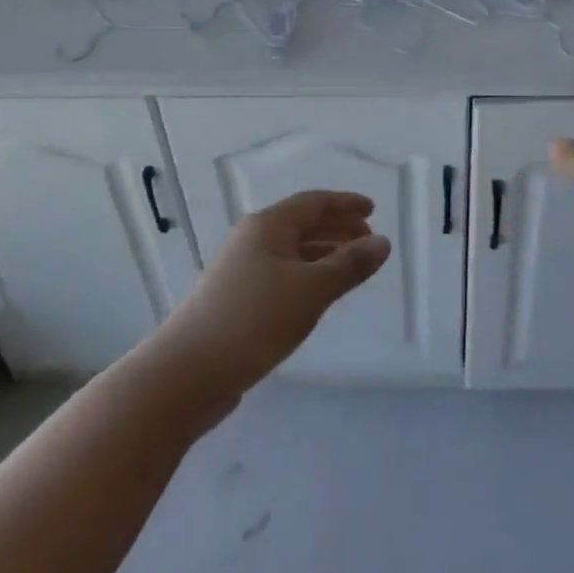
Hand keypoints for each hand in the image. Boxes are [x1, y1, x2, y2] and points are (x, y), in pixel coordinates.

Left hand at [165, 191, 390, 387]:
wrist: (190, 370)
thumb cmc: (256, 319)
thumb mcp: (312, 289)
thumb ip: (349, 264)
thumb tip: (383, 242)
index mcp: (268, 225)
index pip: (314, 202)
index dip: (345, 204)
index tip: (373, 209)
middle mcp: (253, 239)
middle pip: (302, 223)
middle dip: (337, 228)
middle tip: (369, 241)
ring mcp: (242, 268)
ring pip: (292, 250)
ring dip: (324, 252)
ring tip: (352, 266)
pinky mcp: (237, 297)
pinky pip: (282, 272)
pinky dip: (307, 274)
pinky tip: (320, 293)